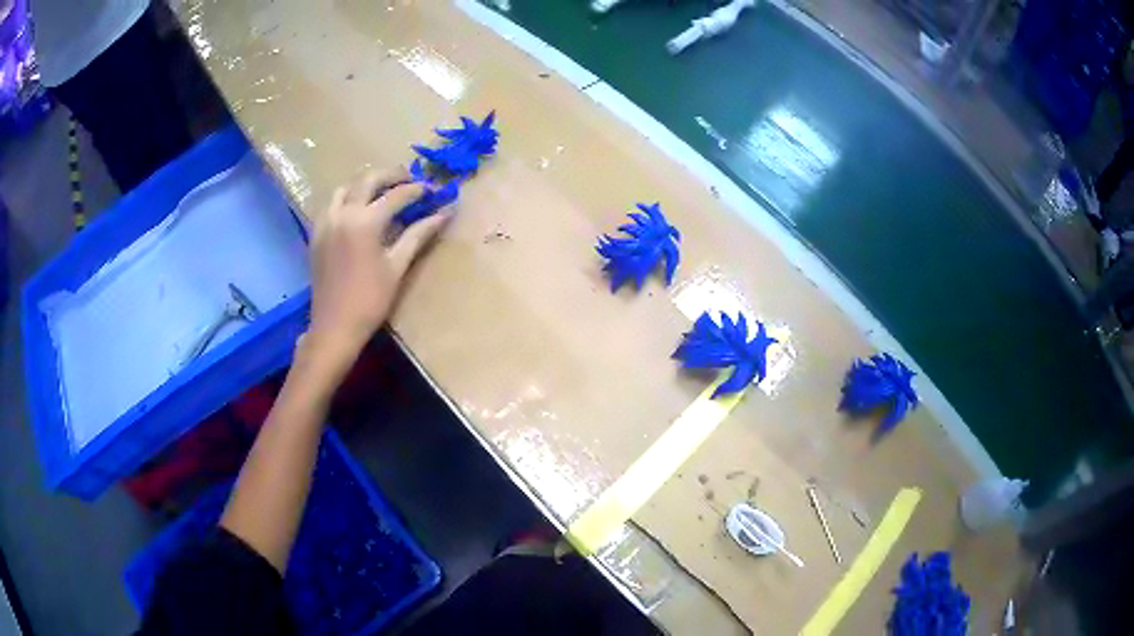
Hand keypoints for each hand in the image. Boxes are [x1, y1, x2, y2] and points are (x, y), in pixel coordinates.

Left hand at [304, 167, 451, 372]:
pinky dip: (346, 197)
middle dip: (391, 175)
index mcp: (365, 222)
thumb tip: (443, 215)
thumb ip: (418, 235)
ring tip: (382, 190)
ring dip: (365, 183)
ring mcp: (326, 222)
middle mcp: (342, 213)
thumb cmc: (370, 301)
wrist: (334, 327)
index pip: (396, 195)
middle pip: (367, 180)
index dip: (417, 190)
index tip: (433, 190)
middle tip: (409, 180)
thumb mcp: (397, 267)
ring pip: (345, 187)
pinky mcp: (316, 233)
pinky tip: (357, 208)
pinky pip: (331, 203)